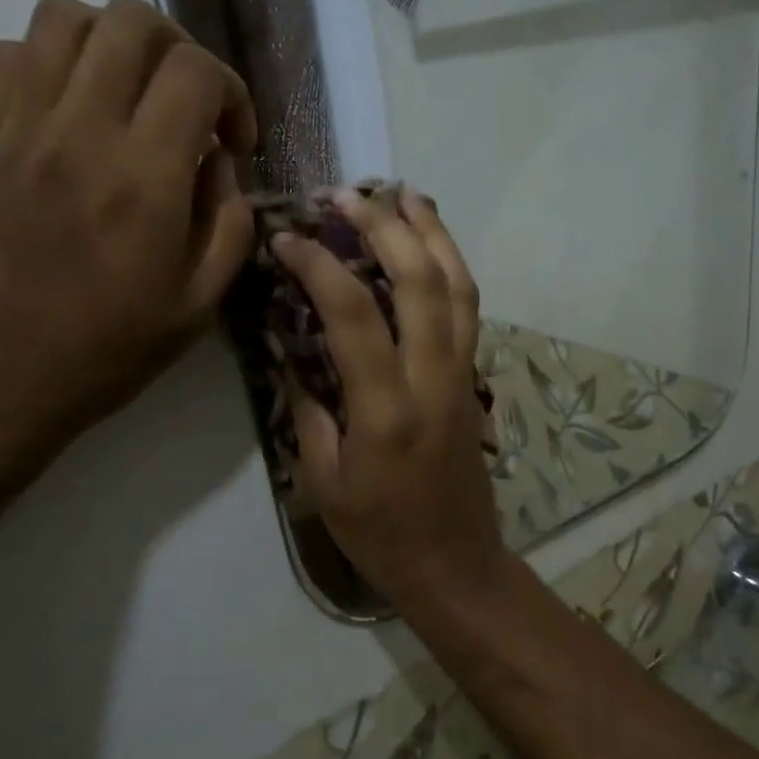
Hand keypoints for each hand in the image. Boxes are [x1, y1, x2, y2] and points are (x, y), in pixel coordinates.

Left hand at [0, 0, 257, 478]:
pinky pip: (7, 54)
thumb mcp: (196, 309)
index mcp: (144, 180)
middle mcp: (80, 132)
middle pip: (131, 20)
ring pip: (62, 16)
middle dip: (179, 50)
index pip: (196, 72)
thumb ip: (227, 226)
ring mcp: (18, 128)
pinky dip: (48, 61)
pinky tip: (68, 112)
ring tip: (127, 97)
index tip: (234, 143)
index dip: (232, 93)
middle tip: (187, 107)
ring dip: (111, 42)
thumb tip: (220, 165)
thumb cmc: (102, 355)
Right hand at [272, 187, 507, 610]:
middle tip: (345, 196)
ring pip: (459, 286)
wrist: (454, 563)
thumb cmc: (380, 533)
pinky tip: (431, 246)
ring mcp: (462, 376)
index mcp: (387, 409)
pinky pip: (468, 309)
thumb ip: (307, 408)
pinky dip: (451, 266)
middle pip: (421, 281)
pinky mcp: (473, 379)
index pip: (355, 314)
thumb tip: (290, 349)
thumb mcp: (323, 480)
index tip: (286, 239)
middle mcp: (433, 380)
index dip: (319, 266)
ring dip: (432, 233)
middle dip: (384, 226)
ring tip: (402, 195)